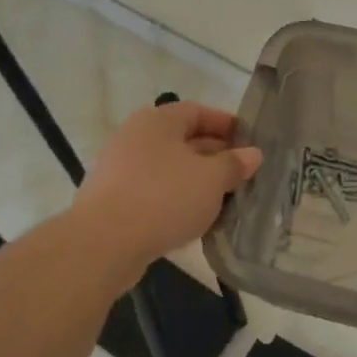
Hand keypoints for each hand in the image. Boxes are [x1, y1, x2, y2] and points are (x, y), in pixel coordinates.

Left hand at [72, 102, 261, 269]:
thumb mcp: (212, 179)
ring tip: (223, 200)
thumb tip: (253, 154)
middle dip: (215, 156)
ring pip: (169, 169)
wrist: (103, 244)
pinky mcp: (112, 201)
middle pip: (183, 140)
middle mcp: (135, 137)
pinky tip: (194, 220)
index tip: (249, 142)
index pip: (198, 112)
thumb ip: (234, 164)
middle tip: (242, 175)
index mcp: (158, 121)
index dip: (226, 124)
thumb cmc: (164, 197)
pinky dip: (175, 200)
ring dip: (196, 181)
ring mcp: (119, 170)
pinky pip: (153, 192)